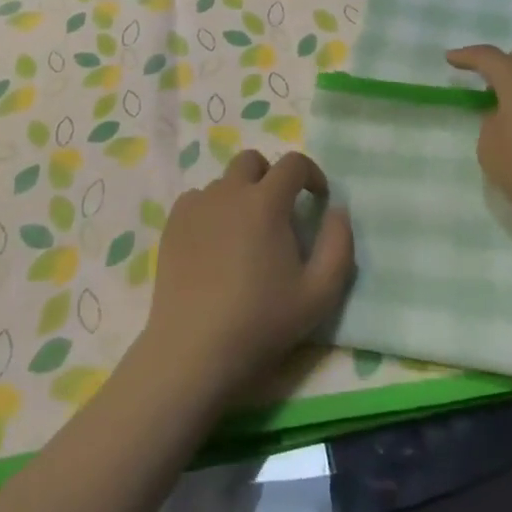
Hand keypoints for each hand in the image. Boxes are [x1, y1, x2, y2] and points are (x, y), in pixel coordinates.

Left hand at [139, 150, 353, 404]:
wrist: (194, 351)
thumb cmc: (261, 322)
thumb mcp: (320, 294)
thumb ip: (339, 245)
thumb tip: (337, 211)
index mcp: (266, 201)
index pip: (293, 163)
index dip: (312, 174)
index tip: (317, 199)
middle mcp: (229, 191)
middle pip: (253, 161)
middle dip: (272, 176)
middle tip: (279, 212)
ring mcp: (197, 205)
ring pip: (224, 182)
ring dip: (241, 195)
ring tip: (245, 235)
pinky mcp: (172, 224)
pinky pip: (198, 200)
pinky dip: (212, 210)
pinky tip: (215, 244)